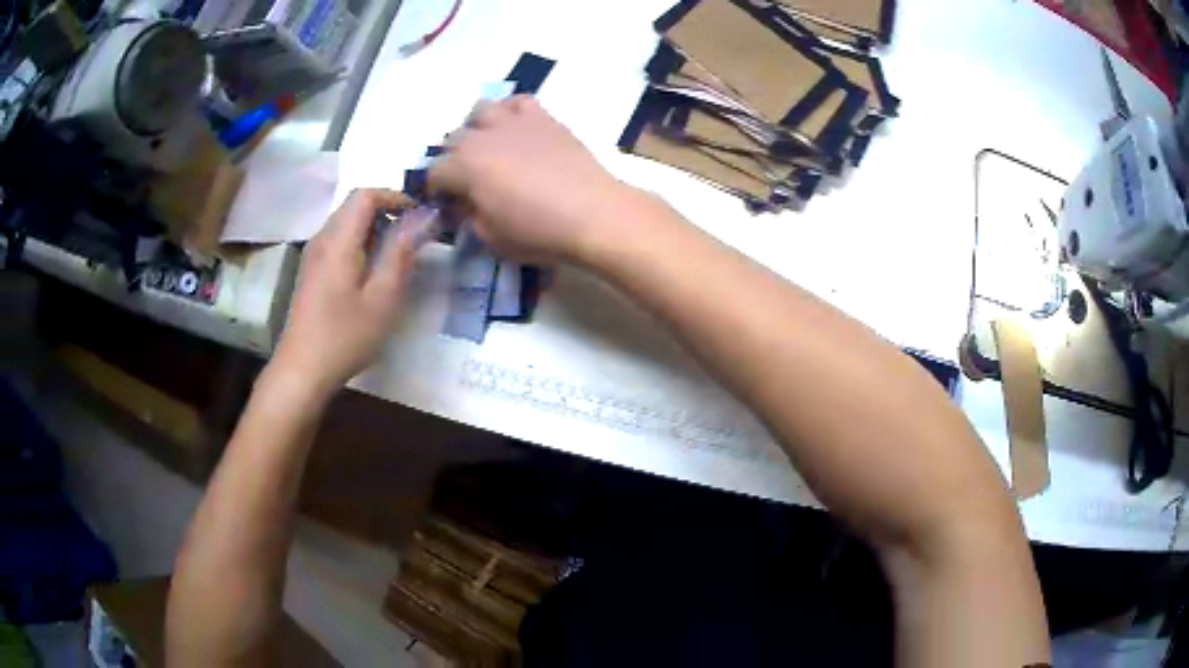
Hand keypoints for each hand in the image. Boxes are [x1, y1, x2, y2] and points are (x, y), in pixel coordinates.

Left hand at [270, 189, 426, 397]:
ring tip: (395, 255)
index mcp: (338, 241)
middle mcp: (322, 239)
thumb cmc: (345, 336)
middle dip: (386, 211)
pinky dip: (360, 243)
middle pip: (354, 205)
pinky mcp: (311, 271)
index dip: (394, 196)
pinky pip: (338, 241)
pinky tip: (371, 273)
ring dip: (374, 228)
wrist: (303, 369)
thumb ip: (401, 253)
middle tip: (412, 236)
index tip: (418, 215)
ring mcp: (313, 255)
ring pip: (346, 223)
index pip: (365, 194)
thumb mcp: (382, 298)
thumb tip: (420, 219)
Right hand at [430, 96, 639, 262]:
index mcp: (463, 165)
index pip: (434, 173)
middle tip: (469, 181)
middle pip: (453, 139)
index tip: (448, 206)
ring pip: (481, 110)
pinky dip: (511, 112)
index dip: (437, 191)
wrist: (592, 213)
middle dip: (454, 159)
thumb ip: (467, 217)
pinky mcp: (543, 118)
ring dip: (477, 127)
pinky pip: (519, 102)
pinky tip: (517, 130)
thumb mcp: (489, 237)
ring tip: (489, 147)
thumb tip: (462, 205)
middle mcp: (482, 135)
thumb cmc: (537, 232)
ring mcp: (514, 121)